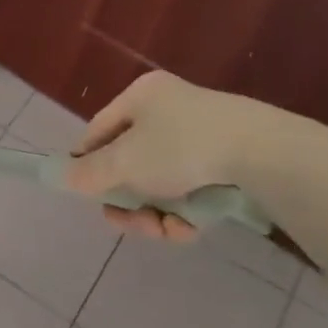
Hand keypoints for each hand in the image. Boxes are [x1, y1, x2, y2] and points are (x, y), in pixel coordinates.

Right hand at [60, 70, 256, 241]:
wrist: (266, 155)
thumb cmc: (181, 147)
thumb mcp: (124, 162)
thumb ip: (89, 173)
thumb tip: (61, 177)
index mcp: (142, 96)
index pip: (99, 131)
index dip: (88, 163)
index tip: (86, 194)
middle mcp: (170, 109)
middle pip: (131, 163)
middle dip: (127, 199)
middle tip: (125, 222)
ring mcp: (203, 136)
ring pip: (161, 183)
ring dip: (155, 213)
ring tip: (164, 231)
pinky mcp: (230, 163)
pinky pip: (192, 190)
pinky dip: (186, 213)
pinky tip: (189, 230)